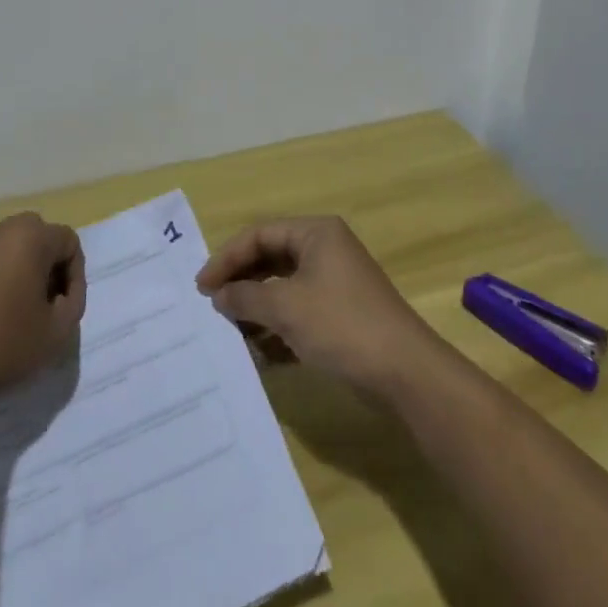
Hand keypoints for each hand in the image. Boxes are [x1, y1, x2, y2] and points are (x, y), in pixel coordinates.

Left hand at [0, 213, 85, 411]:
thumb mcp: (55, 335)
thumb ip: (72, 306)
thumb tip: (61, 295)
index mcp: (30, 238)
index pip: (68, 242)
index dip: (74, 276)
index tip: (62, 309)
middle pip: (33, 236)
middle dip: (42, 266)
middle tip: (38, 306)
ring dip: (7, 270)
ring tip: (1, 312)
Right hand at [195, 216, 447, 399]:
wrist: (405, 373)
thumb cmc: (341, 325)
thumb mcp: (285, 308)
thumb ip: (245, 298)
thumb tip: (219, 296)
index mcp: (315, 233)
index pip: (259, 235)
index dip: (227, 258)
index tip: (201, 287)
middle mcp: (325, 251)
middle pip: (270, 260)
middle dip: (241, 285)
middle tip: (213, 308)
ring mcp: (334, 284)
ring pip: (282, 290)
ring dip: (257, 311)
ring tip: (232, 334)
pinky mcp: (340, 316)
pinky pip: (298, 314)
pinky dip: (277, 330)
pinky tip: (260, 353)